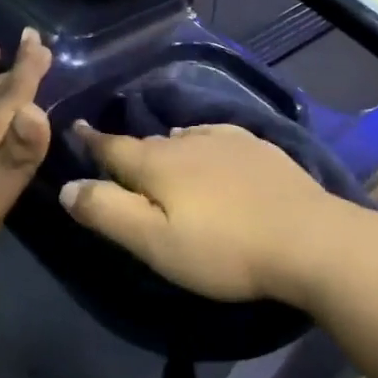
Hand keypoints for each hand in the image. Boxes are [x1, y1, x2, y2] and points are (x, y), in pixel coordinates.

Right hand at [59, 122, 351, 304]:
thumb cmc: (224, 249)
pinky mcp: (263, 150)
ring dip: (168, 146)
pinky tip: (213, 152)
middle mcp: (190, 141)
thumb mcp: (154, 242)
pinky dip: (204, 143)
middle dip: (129, 148)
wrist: (309, 240)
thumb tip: (68, 186)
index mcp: (158, 163)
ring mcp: (231, 141)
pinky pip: (219, 138)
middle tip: (118, 160)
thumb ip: (108, 212)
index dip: (91, 141)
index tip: (75, 128)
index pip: (113, 147)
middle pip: (149, 143)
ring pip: (186, 138)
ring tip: (162, 156)